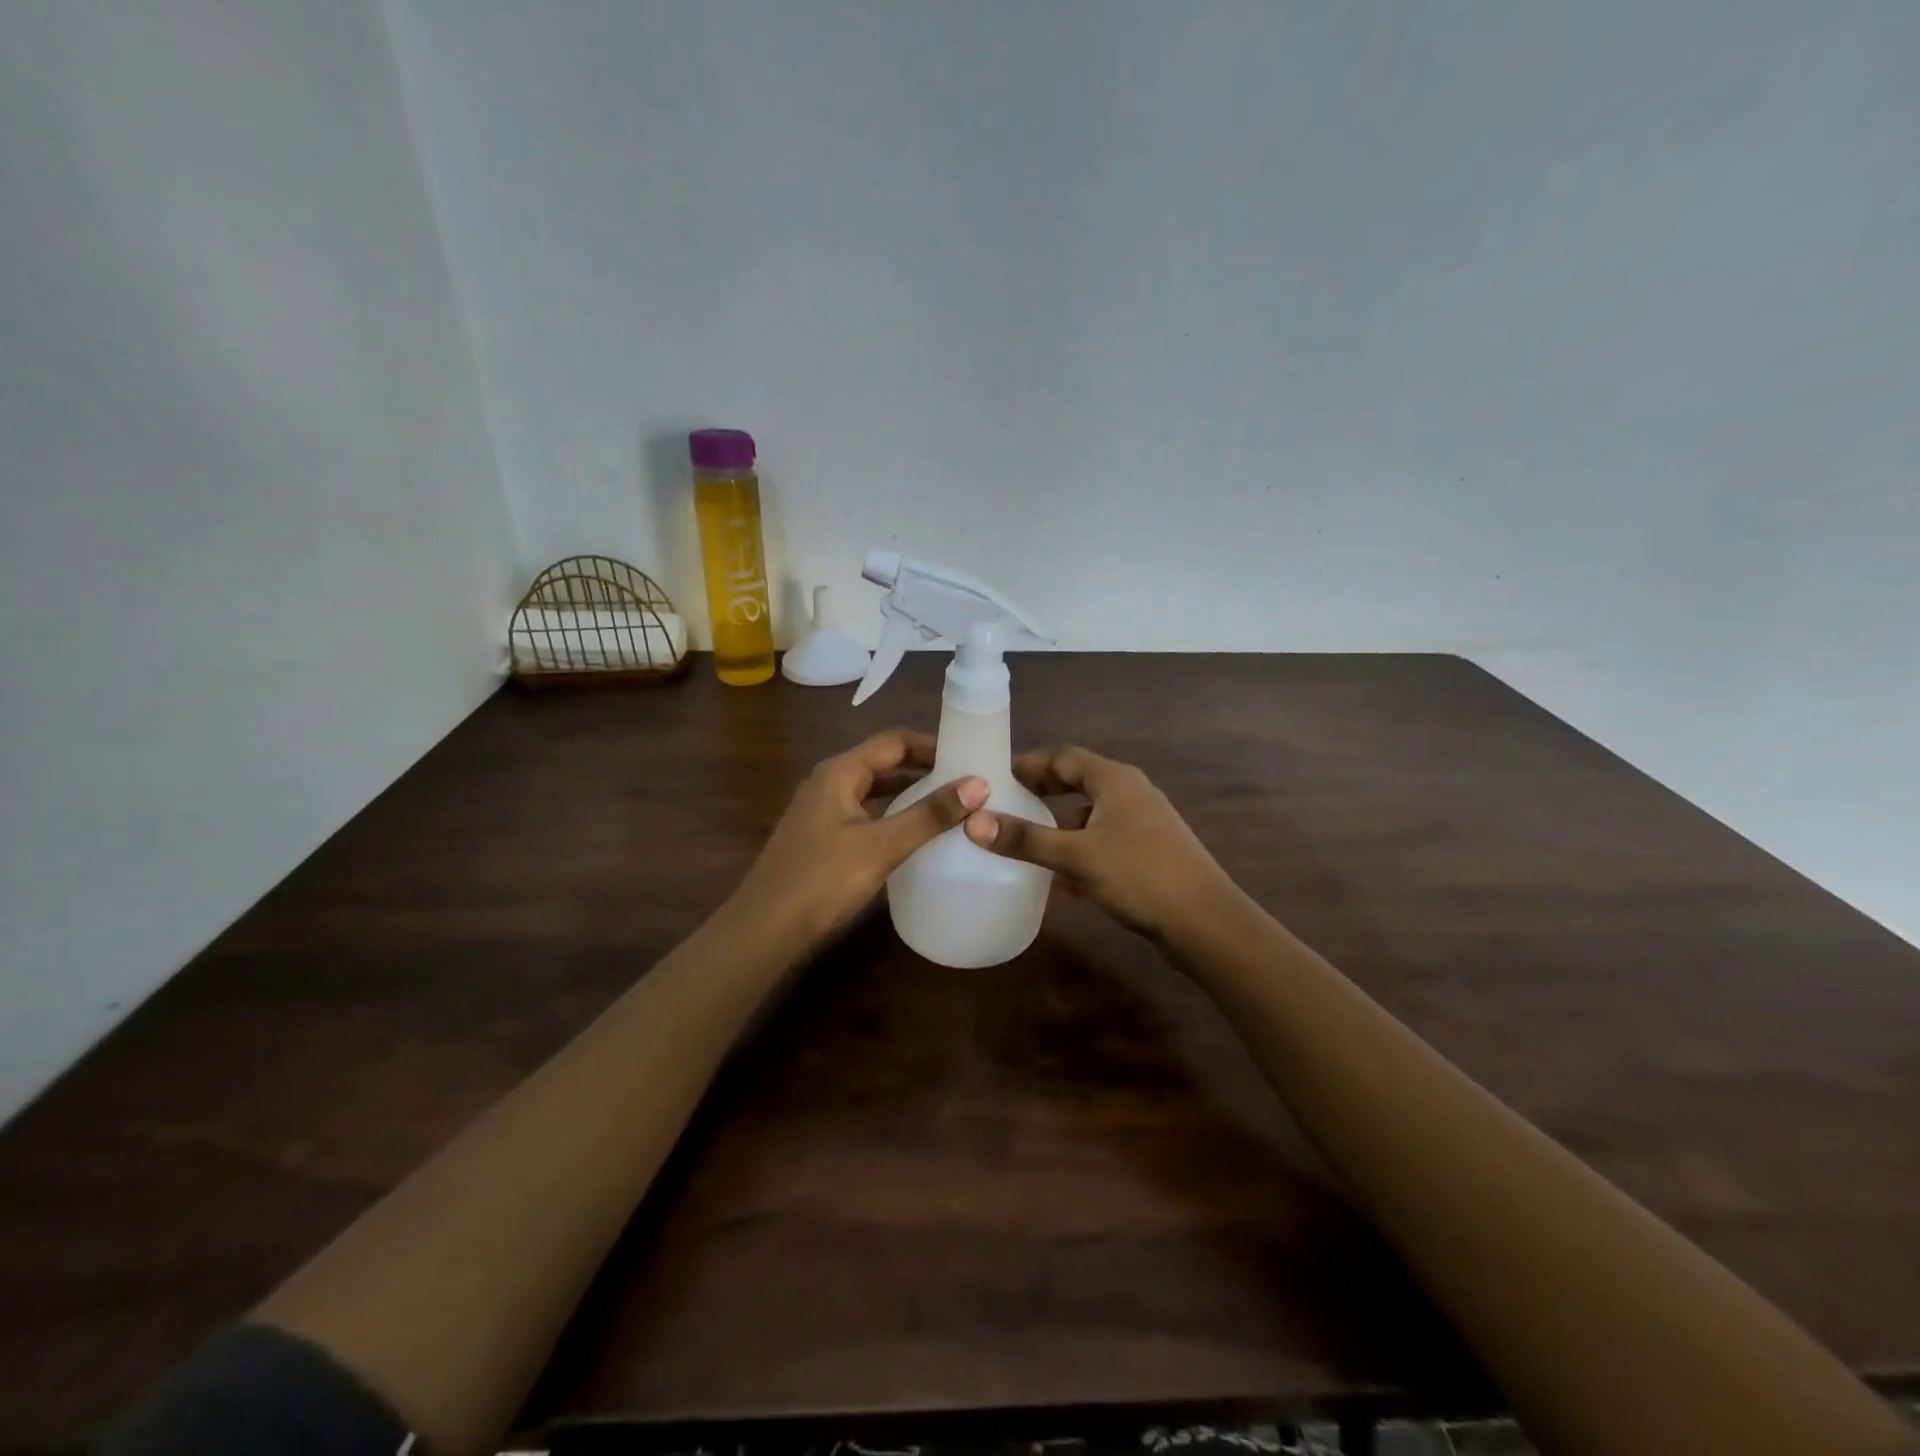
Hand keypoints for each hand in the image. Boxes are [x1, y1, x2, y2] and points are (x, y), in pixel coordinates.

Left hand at [729, 729, 986, 953]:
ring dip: (908, 792)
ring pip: (873, 789)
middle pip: (883, 761)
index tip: (969, 757)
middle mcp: (828, 781)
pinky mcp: (820, 836)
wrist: (764, 929)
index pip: (894, 741)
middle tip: (966, 782)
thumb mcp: (882, 846)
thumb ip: (928, 815)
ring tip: (948, 805)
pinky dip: (891, 814)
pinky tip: (911, 834)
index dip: (932, 745)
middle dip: (923, 767)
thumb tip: (978, 784)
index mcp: (839, 772)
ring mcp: (821, 809)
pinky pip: (864, 812)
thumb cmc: (822, 880)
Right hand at [963, 745, 1234, 940]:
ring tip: (1022, 844)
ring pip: (1088, 816)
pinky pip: (1101, 844)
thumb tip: (973, 822)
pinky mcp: (1146, 853)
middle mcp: (1130, 793)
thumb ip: (1026, 840)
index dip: (1028, 763)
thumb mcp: (1077, 856)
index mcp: (1115, 780)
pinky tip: (1056, 885)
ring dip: (1057, 828)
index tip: (994, 776)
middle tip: (1003, 804)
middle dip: (1040, 793)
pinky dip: (1077, 854)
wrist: (1205, 923)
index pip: (1063, 756)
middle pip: (1076, 782)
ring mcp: (1141, 824)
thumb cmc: (1140, 876)